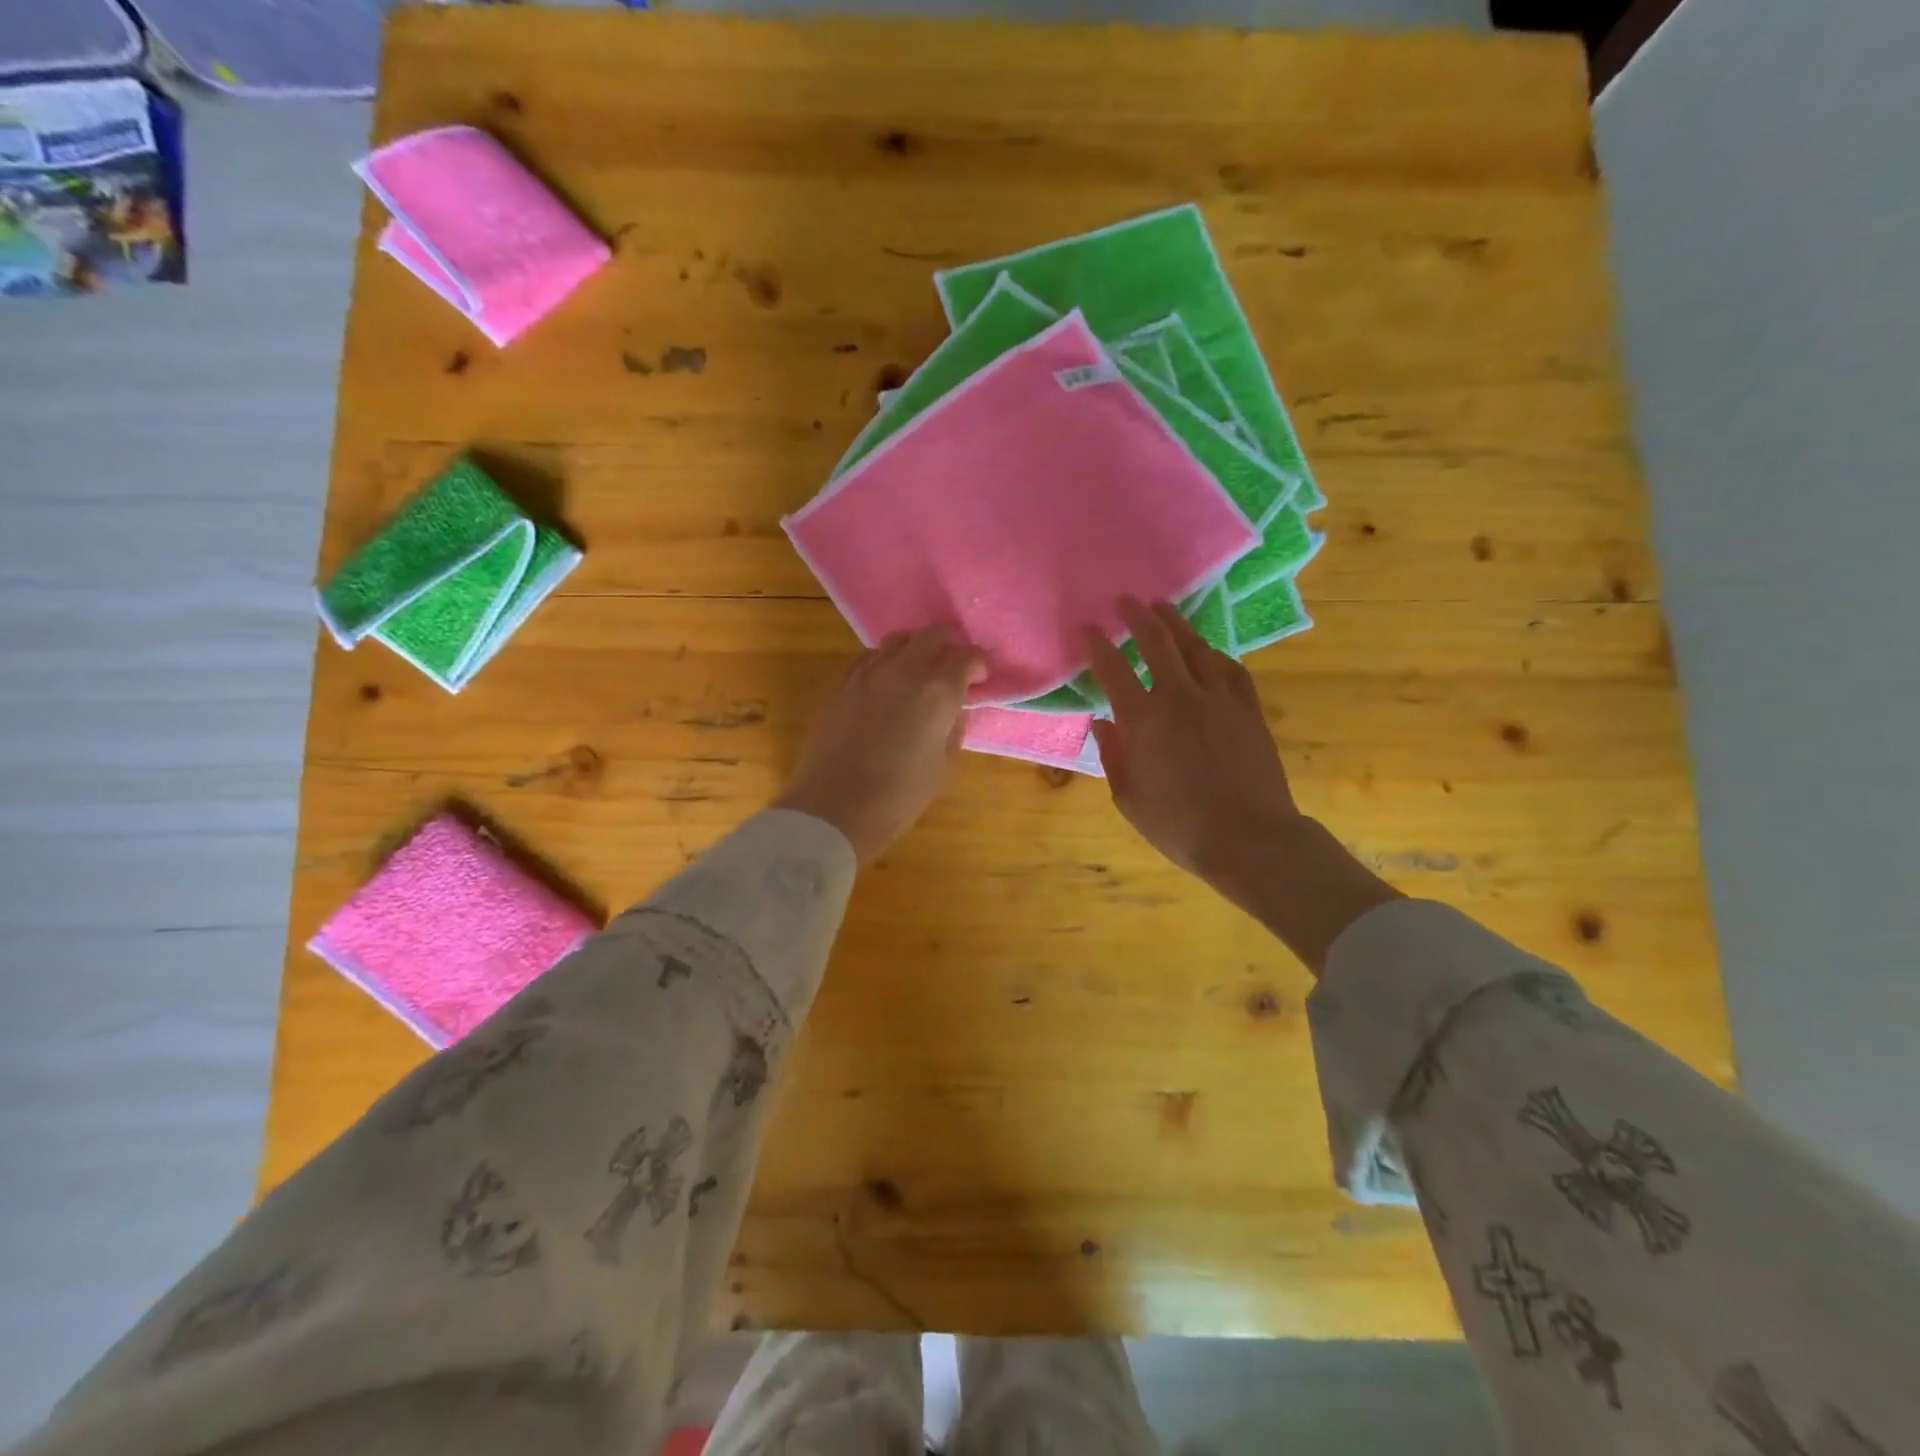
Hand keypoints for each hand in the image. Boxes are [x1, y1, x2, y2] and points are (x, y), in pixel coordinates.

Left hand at [773, 625, 985, 863]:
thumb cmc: (899, 796)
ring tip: (921, 671)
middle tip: (955, 666)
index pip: (966, 656)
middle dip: (950, 645)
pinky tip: (888, 684)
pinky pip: (870, 657)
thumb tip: (956, 707)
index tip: (981, 678)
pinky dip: (887, 661)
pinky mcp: (843, 683)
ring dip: (917, 648)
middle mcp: (904, 670)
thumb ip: (955, 728)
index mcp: (937, 691)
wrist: (834, 808)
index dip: (979, 663)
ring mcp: (868, 672)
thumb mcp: (945, 768)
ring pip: (899, 640)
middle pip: (932, 635)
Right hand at [1083, 598, 1398, 973]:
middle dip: (1138, 616)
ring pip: (1196, 647)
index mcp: (1144, 719)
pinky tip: (1209, 652)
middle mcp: (1180, 697)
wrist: (1249, 838)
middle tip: (1127, 601)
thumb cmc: (1178, 825)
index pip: (1112, 669)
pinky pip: (1231, 669)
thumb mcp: (1128, 797)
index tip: (1086, 627)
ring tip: (1164, 608)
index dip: (1096, 644)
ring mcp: (1219, 699)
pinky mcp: (1248, 709)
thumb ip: (1113, 754)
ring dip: (1176, 624)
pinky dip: (1214, 654)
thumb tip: (1103, 722)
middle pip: (1157, 642)